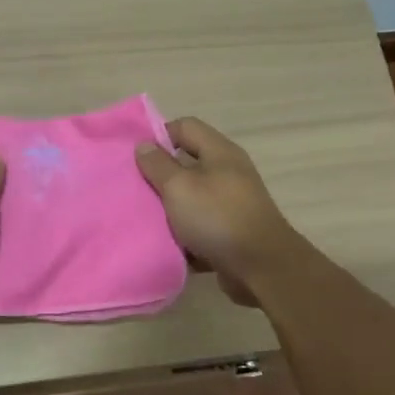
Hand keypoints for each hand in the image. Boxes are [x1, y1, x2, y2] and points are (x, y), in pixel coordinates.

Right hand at [135, 117, 302, 306]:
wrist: (260, 268)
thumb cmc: (217, 217)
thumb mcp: (179, 186)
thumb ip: (158, 165)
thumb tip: (144, 145)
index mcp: (220, 152)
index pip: (185, 127)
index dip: (158, 136)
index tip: (135, 158)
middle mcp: (228, 173)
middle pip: (186, 164)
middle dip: (159, 176)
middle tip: (133, 189)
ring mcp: (231, 204)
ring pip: (190, 199)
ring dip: (169, 209)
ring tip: (144, 218)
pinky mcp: (230, 233)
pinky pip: (199, 227)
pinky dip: (183, 235)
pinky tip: (165, 244)